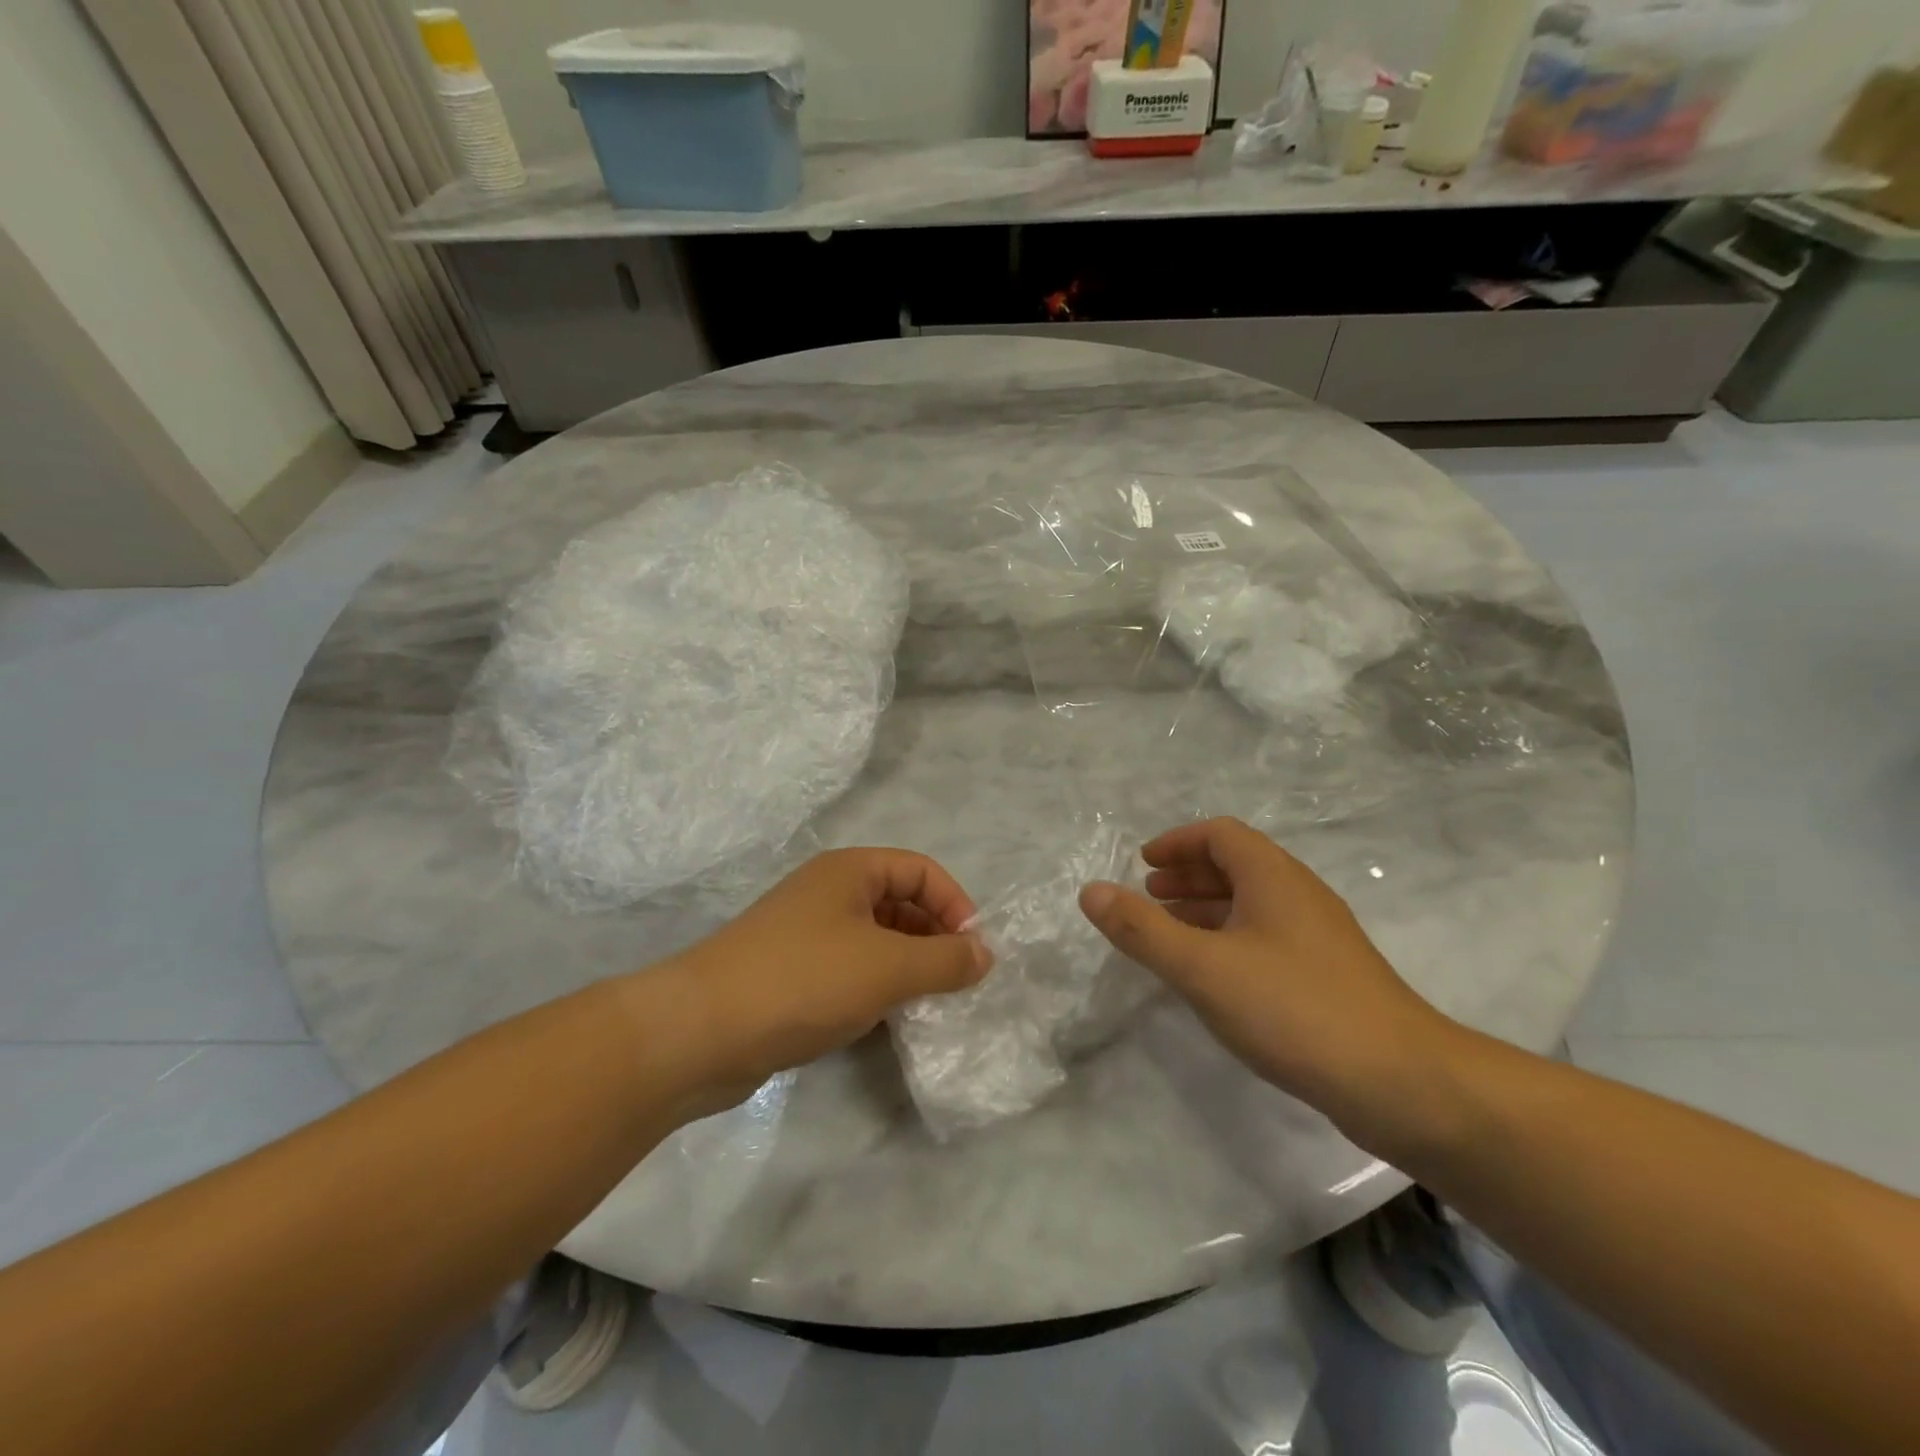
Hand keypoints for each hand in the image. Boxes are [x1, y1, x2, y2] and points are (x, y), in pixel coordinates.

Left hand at [663, 849, 991, 1111]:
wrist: (700, 1033)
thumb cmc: (804, 980)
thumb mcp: (888, 967)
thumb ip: (945, 960)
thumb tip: (985, 955)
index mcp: (850, 871)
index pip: (920, 870)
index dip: (954, 904)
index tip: (973, 952)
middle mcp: (827, 893)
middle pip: (899, 902)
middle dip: (933, 938)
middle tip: (956, 983)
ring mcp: (805, 935)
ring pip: (875, 940)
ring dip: (907, 966)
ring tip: (927, 1004)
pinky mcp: (790, 976)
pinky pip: (849, 970)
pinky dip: (875, 988)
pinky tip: (884, 1020)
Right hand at [1078, 818, 1458, 1146]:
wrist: (1402, 1083)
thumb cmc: (1292, 1008)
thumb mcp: (1202, 967)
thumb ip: (1141, 929)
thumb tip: (1090, 890)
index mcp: (1273, 877)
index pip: (1220, 834)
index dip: (1177, 843)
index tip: (1143, 866)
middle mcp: (1299, 895)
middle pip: (1237, 865)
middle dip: (1188, 875)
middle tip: (1148, 897)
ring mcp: (1319, 937)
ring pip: (1253, 904)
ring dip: (1207, 908)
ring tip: (1170, 934)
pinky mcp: (1329, 976)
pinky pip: (1267, 937)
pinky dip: (1230, 939)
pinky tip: (1214, 976)